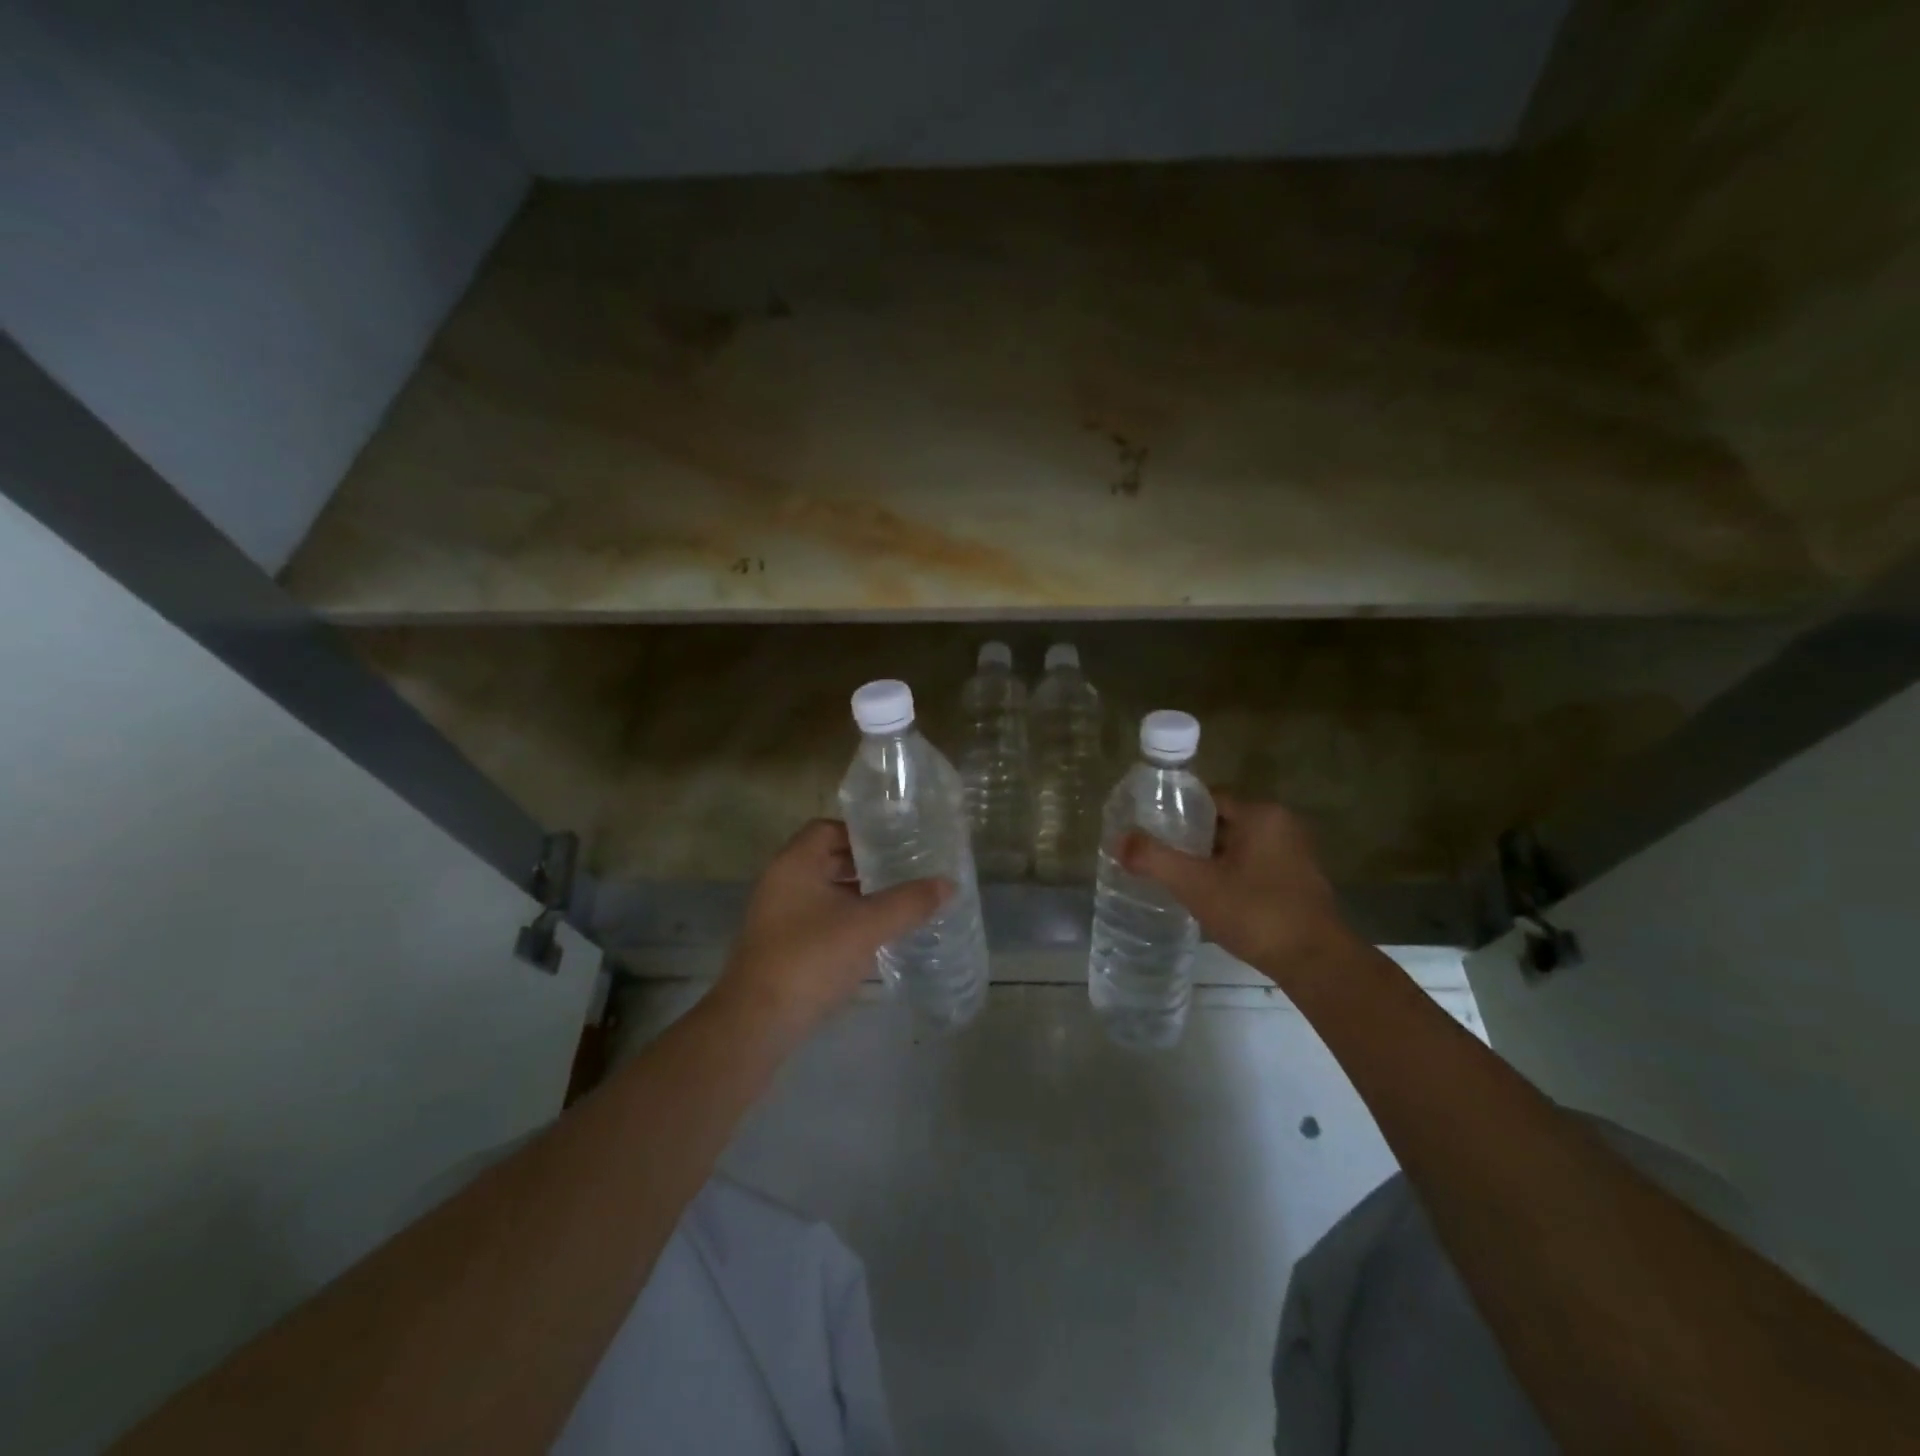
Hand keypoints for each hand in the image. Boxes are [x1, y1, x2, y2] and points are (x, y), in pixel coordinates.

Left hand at [719, 819, 949, 1032]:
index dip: (860, 833)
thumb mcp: (867, 926)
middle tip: (902, 871)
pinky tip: (873, 937)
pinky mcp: (780, 947)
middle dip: (863, 865)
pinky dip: (844, 920)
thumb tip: (949, 883)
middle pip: (825, 859)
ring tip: (896, 903)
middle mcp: (781, 883)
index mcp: (794, 864)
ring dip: (855, 895)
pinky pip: (817, 919)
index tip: (894, 844)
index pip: (826, 828)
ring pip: (823, 892)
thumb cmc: (811, 958)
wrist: (757, 1023)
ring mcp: (777, 917)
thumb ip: (909, 902)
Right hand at [1120, 796, 1360, 991]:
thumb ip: (1154, 859)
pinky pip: (1254, 865)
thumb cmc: (1256, 913)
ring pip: (1238, 846)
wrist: (1316, 963)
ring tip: (1179, 878)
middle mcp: (1282, 825)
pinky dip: (1231, 875)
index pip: (1209, 798)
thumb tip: (1117, 840)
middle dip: (1192, 838)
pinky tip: (1211, 898)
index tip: (1152, 830)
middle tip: (1160, 857)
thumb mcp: (1196, 884)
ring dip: (1211, 859)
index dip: (1177, 812)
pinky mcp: (1298, 881)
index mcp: (1261, 814)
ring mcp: (1294, 854)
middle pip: (1223, 821)